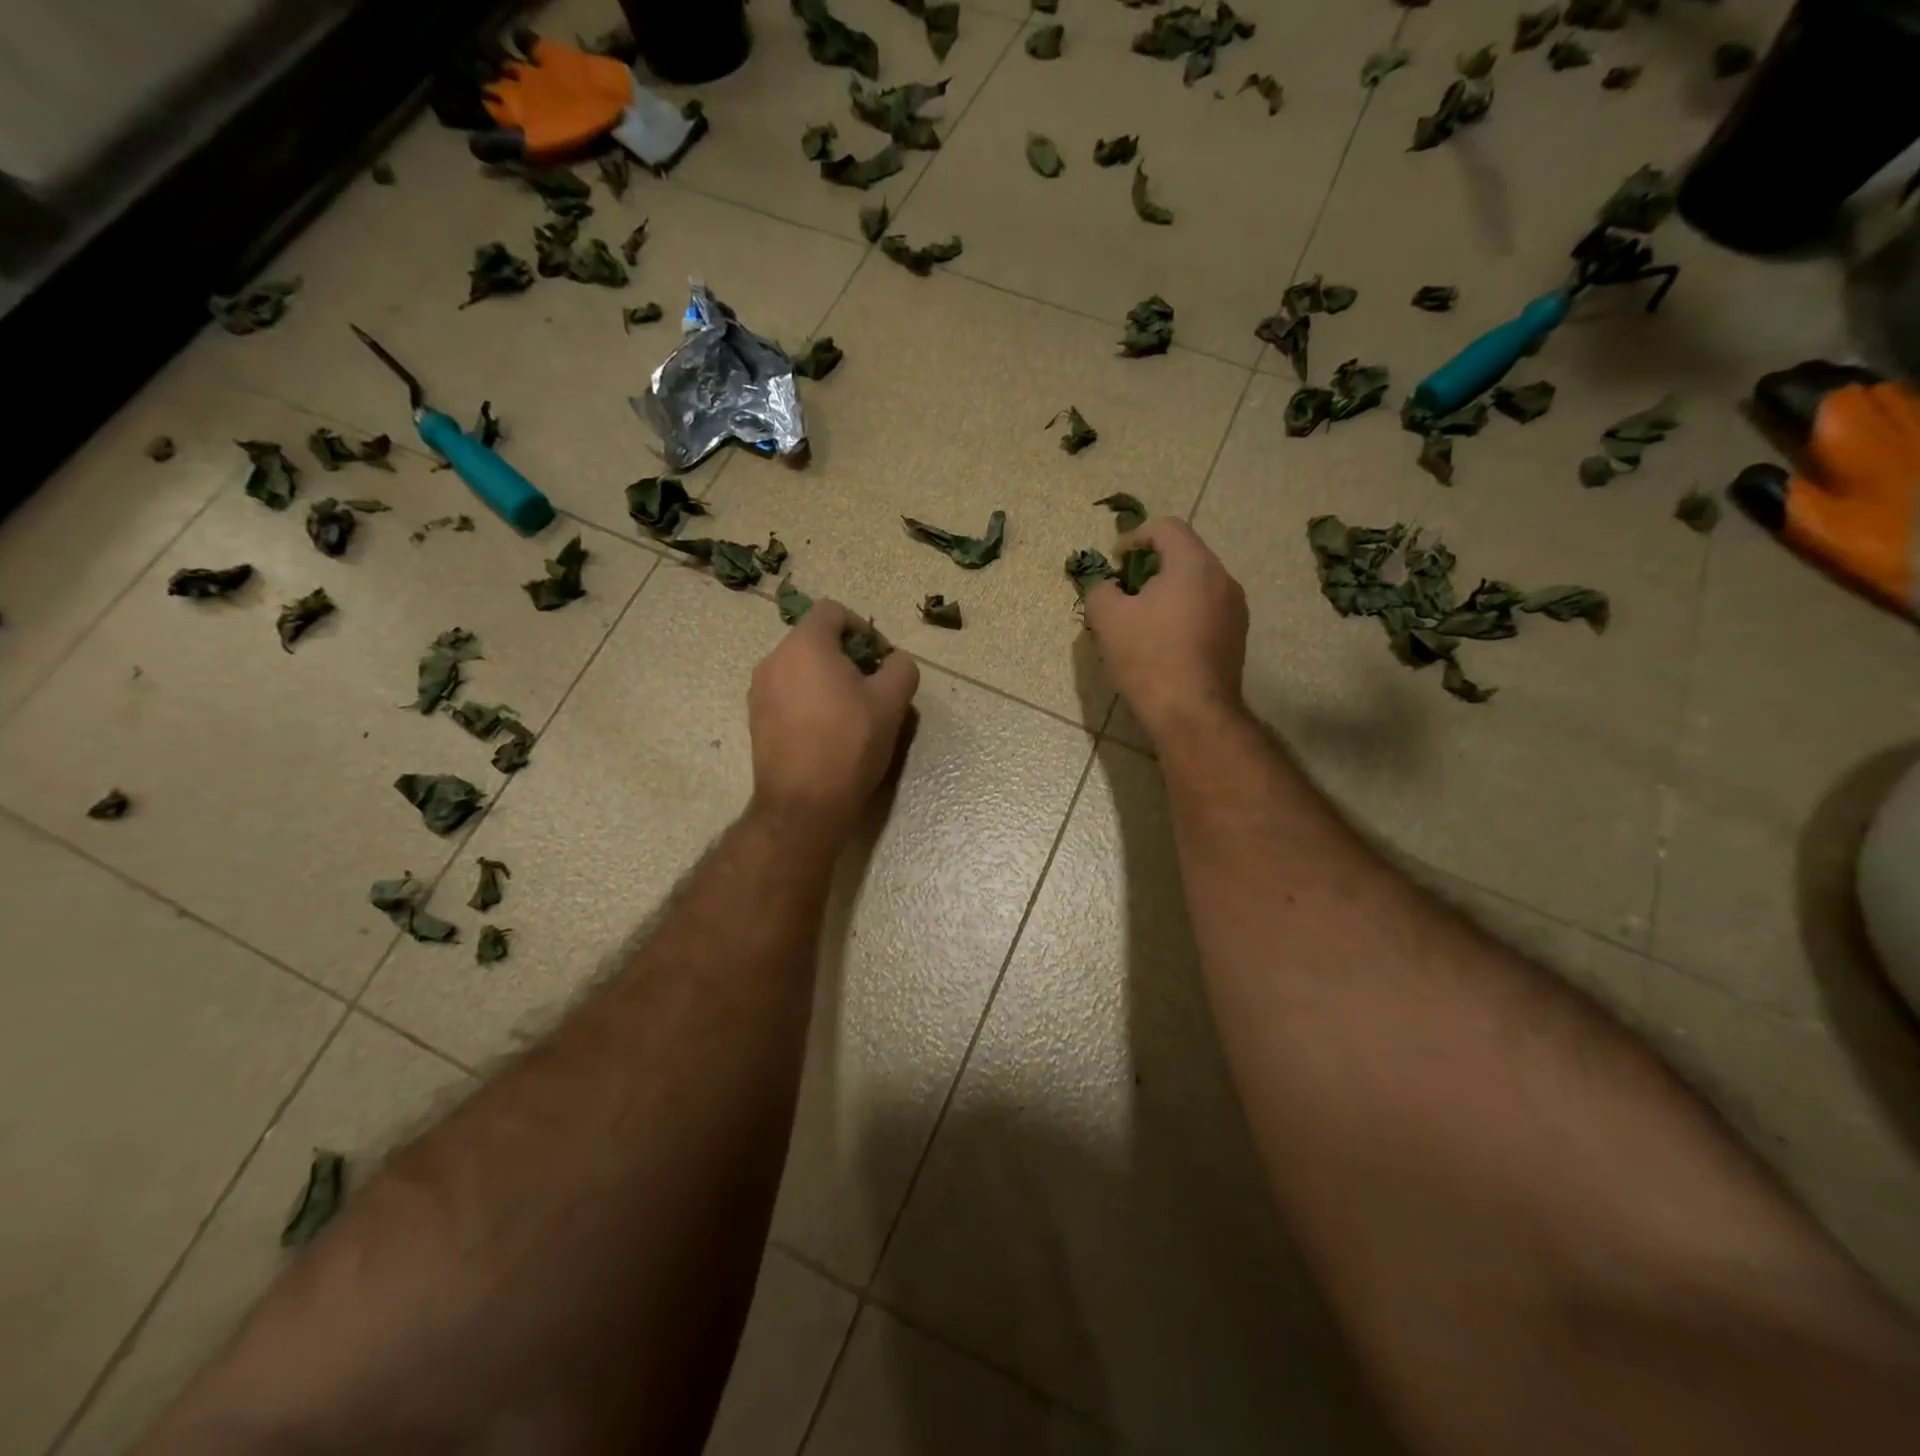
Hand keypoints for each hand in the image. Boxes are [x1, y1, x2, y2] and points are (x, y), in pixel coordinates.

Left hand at [748, 600, 919, 840]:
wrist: (803, 804)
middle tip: (872, 689)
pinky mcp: (755, 720)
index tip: (880, 660)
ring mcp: (759, 691)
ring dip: (827, 681)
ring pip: (800, 670)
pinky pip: (787, 695)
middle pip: (815, 641)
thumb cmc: (849, 744)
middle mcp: (774, 660)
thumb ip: (901, 668)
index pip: (833, 611)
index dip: (863, 628)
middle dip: (847, 658)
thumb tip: (895, 661)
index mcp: (805, 645)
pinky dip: (809, 702)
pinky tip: (828, 733)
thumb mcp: (892, 702)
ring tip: (852, 714)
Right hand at [1084, 517, 1248, 743]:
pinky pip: (1207, 610)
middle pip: (1185, 555)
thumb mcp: (1107, 619)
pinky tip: (1164, 643)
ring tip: (1143, 620)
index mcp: (1193, 565)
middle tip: (1125, 591)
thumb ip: (1101, 589)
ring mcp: (1235, 610)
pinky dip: (1184, 614)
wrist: (1192, 713)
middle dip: (1151, 567)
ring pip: (1197, 585)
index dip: (1135, 536)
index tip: (1115, 562)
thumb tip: (1108, 587)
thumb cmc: (1148, 658)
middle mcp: (1222, 579)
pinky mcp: (1236, 637)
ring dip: (1169, 592)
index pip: (1166, 527)